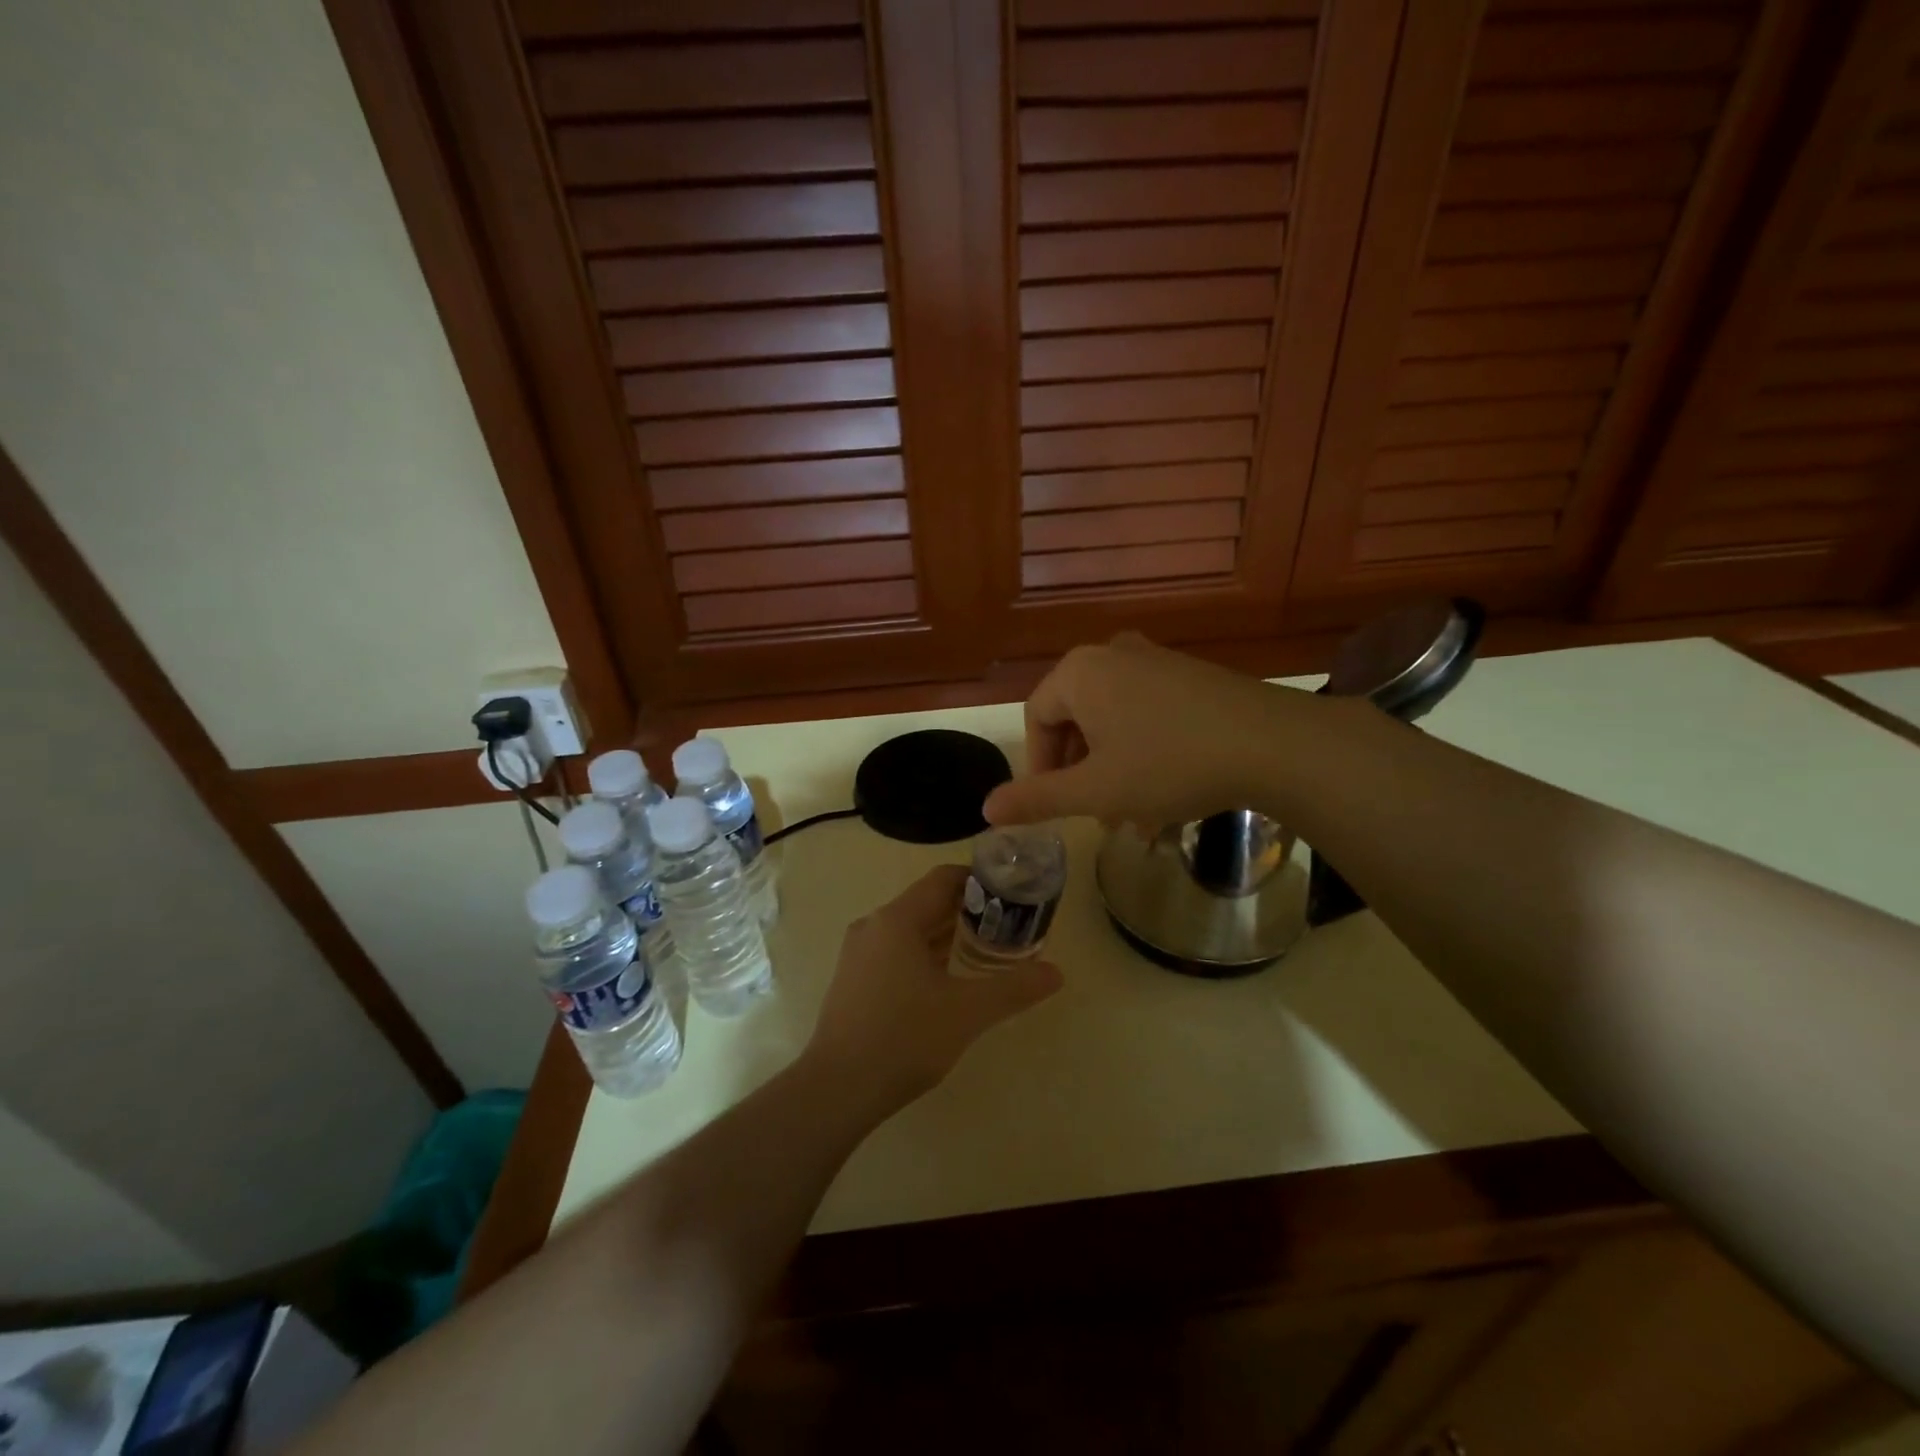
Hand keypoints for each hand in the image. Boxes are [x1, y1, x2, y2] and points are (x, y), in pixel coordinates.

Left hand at [805, 865, 1061, 1108]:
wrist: (836, 1090)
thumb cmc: (903, 1038)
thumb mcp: (967, 1012)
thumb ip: (1014, 988)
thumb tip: (1057, 973)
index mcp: (897, 919)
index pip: (944, 879)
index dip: (980, 881)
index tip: (1012, 896)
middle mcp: (874, 926)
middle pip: (928, 903)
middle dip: (969, 912)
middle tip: (1008, 928)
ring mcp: (859, 954)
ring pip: (911, 930)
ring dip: (948, 936)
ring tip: (986, 953)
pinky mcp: (853, 980)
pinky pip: (896, 952)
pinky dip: (926, 956)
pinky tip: (948, 983)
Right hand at [983, 633, 1310, 828]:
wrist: (1274, 744)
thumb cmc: (1169, 764)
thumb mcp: (1096, 790)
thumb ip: (1037, 798)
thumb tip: (985, 809)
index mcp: (1080, 672)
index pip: (1036, 719)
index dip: (1039, 768)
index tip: (1056, 807)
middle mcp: (1112, 655)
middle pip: (1075, 719)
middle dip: (1081, 773)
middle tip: (1096, 814)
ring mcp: (1155, 661)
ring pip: (1113, 723)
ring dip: (1114, 771)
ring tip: (1135, 818)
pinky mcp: (1190, 675)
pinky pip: (1146, 715)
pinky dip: (1144, 754)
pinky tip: (1166, 796)